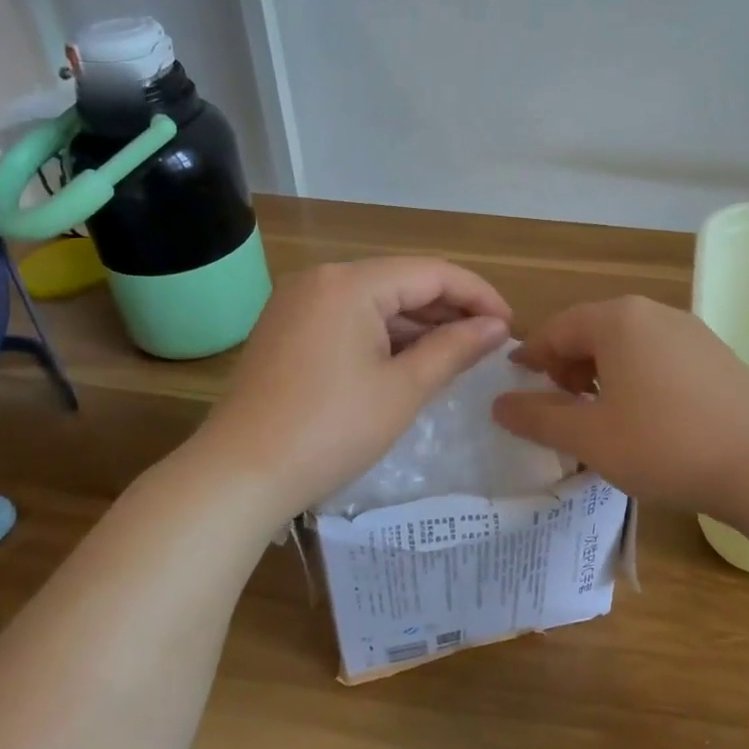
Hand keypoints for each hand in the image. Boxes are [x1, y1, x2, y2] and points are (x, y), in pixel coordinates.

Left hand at [193, 258, 511, 516]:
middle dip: (449, 309)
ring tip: (459, 353)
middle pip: (402, 281)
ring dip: (418, 323)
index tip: (510, 326)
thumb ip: (454, 348)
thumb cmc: (329, 431)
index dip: (477, 295)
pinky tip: (411, 359)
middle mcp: (322, 279)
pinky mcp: (288, 328)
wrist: (238, 476)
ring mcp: (299, 302)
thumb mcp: (402, 389)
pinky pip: (350, 318)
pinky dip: (384, 335)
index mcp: (349, 283)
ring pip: (376, 300)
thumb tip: (498, 327)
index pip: (431, 272)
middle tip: (490, 342)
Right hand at [492, 296, 748, 520]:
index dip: (532, 355)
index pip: (558, 328)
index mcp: (617, 320)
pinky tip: (647, 415)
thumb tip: (500, 404)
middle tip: (561, 404)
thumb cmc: (665, 445)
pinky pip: (660, 355)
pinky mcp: (717, 354)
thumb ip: (538, 417)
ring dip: (603, 370)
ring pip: (629, 342)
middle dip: (568, 364)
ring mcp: (691, 331)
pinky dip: (638, 375)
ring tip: (601, 412)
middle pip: (593, 330)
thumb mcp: (590, 438)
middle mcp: (654, 313)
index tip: (517, 380)